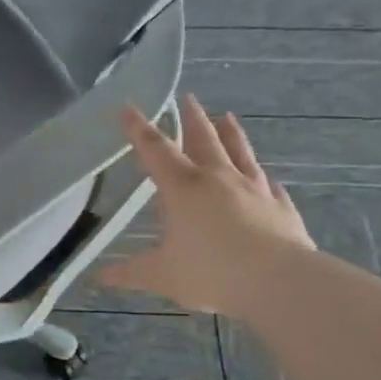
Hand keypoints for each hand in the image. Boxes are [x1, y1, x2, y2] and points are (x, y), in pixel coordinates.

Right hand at [100, 98, 314, 317]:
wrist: (280, 282)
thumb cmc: (212, 272)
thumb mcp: (162, 275)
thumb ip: (130, 273)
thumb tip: (99, 278)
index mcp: (183, 187)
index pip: (155, 149)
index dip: (138, 128)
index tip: (129, 107)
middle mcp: (218, 178)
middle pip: (203, 139)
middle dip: (192, 118)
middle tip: (188, 97)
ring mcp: (254, 189)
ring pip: (240, 152)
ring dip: (231, 133)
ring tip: (227, 116)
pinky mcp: (281, 207)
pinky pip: (270, 185)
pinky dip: (264, 177)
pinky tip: (267, 177)